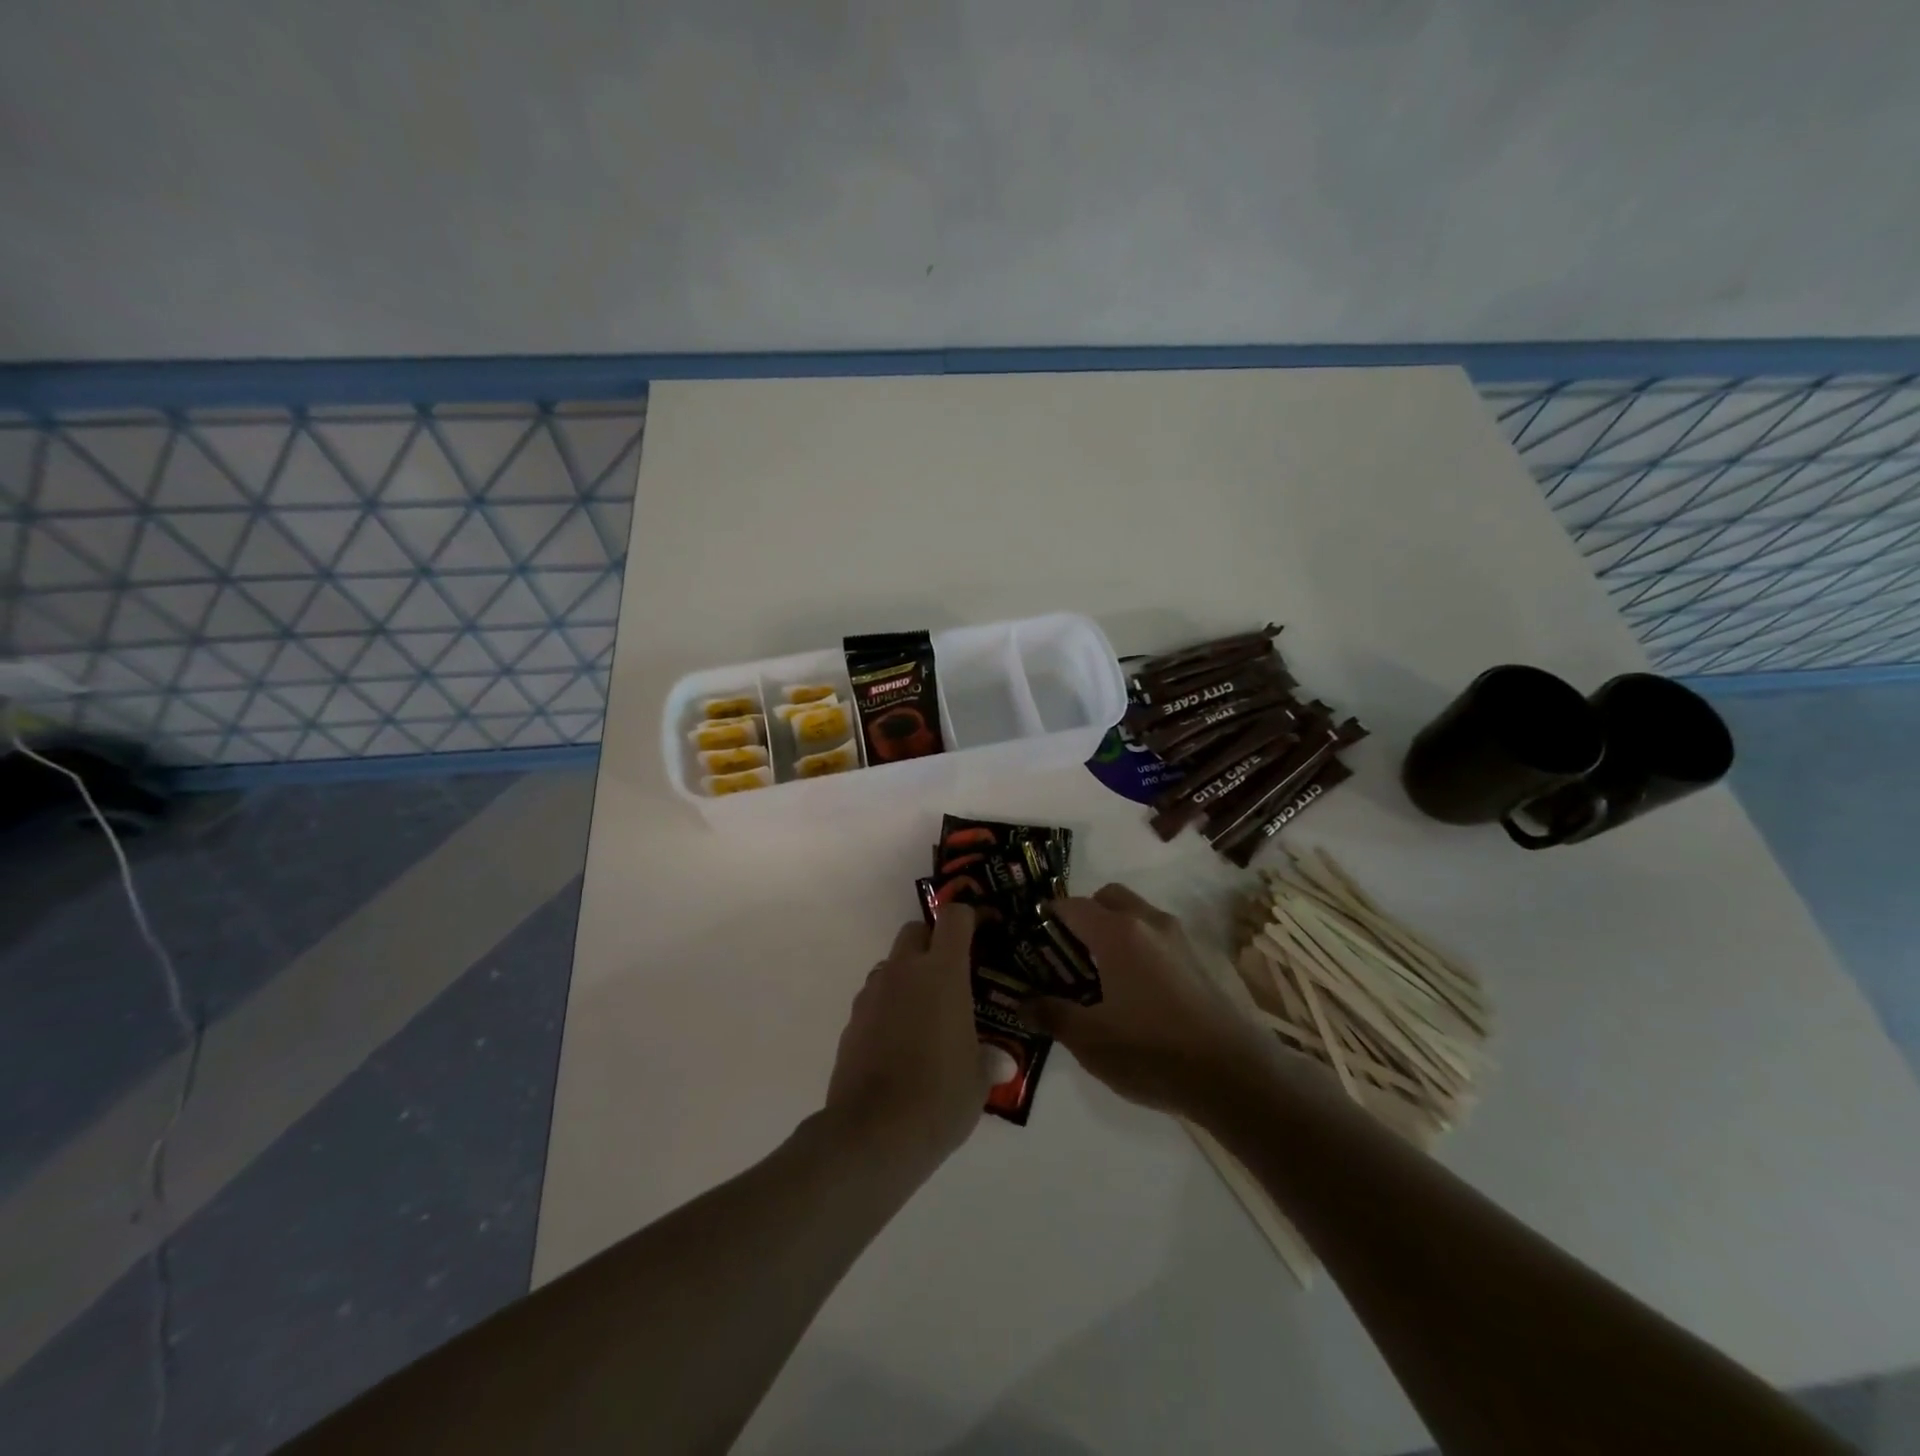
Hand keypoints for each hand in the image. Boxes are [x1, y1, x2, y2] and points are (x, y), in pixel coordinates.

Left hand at [825, 905, 1010, 1167]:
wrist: (873, 1134)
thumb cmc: (939, 1097)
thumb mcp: (979, 1079)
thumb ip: (989, 1058)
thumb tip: (1000, 1058)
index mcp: (942, 973)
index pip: (954, 917)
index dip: (969, 917)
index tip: (983, 930)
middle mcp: (904, 972)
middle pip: (915, 930)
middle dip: (933, 941)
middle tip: (953, 974)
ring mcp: (872, 994)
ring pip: (892, 964)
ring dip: (909, 975)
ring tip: (926, 1013)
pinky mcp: (852, 1021)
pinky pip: (875, 997)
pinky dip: (889, 1005)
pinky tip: (900, 1042)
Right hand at [1028, 884, 1274, 1118]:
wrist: (1236, 1076)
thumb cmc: (1152, 1052)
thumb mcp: (1090, 1041)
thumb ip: (1053, 1015)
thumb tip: (1023, 1004)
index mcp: (1118, 933)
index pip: (1073, 905)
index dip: (1048, 917)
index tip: (1034, 940)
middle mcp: (1150, 923)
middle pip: (1109, 897)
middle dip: (1086, 915)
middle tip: (1070, 955)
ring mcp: (1181, 939)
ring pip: (1138, 914)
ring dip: (1116, 929)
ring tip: (1103, 975)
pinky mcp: (1202, 960)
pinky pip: (1160, 937)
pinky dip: (1142, 947)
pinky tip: (1139, 992)